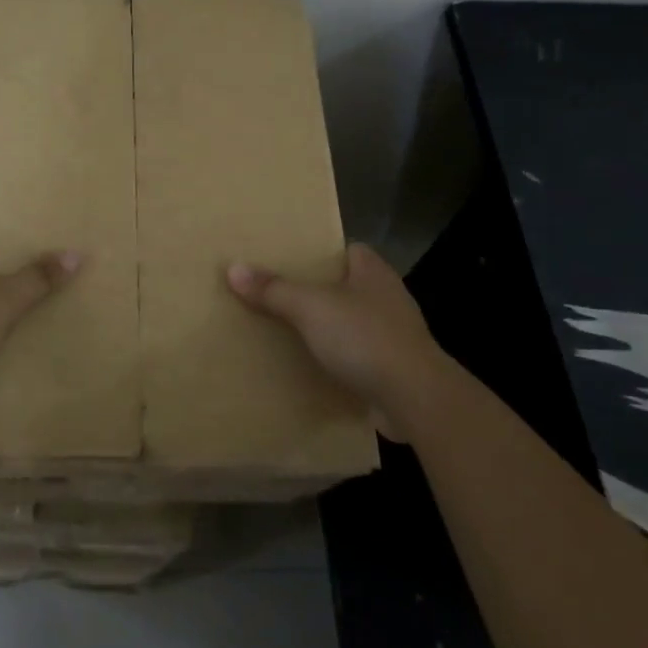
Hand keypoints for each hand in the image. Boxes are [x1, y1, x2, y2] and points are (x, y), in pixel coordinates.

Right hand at [227, 244, 454, 433]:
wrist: (414, 398)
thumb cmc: (364, 337)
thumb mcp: (310, 307)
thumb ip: (273, 289)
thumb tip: (233, 268)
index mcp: (374, 272)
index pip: (349, 249)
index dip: (322, 252)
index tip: (292, 260)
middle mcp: (388, 298)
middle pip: (348, 286)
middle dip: (320, 291)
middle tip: (281, 294)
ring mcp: (395, 336)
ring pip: (354, 323)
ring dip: (330, 329)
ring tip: (291, 331)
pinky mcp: (394, 369)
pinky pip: (359, 357)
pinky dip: (340, 361)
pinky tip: (314, 367)